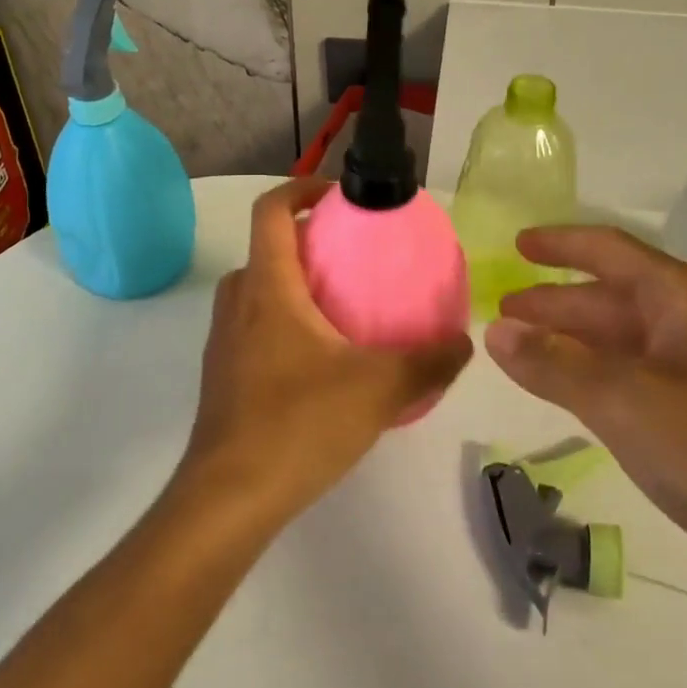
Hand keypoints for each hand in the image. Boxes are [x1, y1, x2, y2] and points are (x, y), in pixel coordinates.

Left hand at [180, 178, 473, 523]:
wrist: (229, 499)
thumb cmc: (299, 424)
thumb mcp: (379, 389)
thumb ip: (429, 361)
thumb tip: (464, 341)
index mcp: (268, 286)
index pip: (270, 210)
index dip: (300, 188)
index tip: (338, 196)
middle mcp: (238, 303)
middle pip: (265, 249)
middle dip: (306, 242)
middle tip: (351, 258)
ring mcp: (223, 342)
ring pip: (257, 291)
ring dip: (294, 285)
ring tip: (342, 309)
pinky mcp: (223, 377)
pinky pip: (253, 328)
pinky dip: (283, 323)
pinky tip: (322, 363)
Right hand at [486, 226, 686, 601]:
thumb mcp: (627, 405)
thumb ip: (555, 365)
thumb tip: (496, 329)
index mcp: (686, 298)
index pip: (609, 250)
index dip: (558, 244)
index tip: (514, 245)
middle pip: (614, 297)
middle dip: (557, 304)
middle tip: (502, 315)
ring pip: (628, 341)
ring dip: (576, 344)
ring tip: (526, 355)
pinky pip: (645, 378)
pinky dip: (603, 378)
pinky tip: (580, 396)